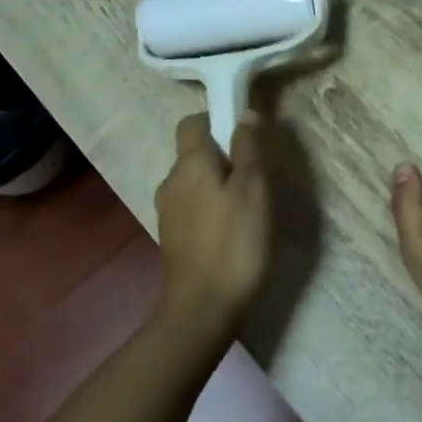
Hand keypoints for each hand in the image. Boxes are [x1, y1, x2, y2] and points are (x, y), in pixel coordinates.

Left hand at [155, 112, 270, 331]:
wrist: (203, 308)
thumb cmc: (234, 242)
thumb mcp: (253, 189)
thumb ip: (248, 148)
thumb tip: (244, 113)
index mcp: (189, 164)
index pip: (192, 122)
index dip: (215, 120)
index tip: (243, 135)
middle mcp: (170, 182)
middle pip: (193, 153)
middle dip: (221, 155)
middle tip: (254, 174)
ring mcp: (167, 212)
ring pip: (193, 182)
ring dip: (216, 183)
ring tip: (247, 204)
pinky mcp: (172, 238)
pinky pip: (191, 207)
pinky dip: (209, 207)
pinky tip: (231, 228)